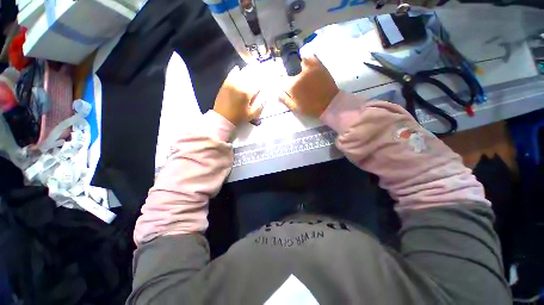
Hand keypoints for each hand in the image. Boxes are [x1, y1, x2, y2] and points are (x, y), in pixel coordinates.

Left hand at [213, 65, 263, 125]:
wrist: (223, 118)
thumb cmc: (239, 117)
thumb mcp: (252, 114)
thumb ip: (260, 105)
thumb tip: (265, 97)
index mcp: (247, 93)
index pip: (258, 83)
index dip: (264, 79)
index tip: (268, 77)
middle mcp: (239, 85)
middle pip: (250, 75)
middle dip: (257, 72)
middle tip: (261, 70)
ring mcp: (231, 83)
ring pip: (241, 73)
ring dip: (247, 70)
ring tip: (252, 68)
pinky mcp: (225, 84)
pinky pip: (231, 74)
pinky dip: (235, 71)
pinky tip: (238, 68)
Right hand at [280, 55, 338, 117]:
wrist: (329, 104)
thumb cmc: (310, 108)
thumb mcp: (295, 107)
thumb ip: (285, 100)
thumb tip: (277, 94)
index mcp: (292, 86)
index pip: (282, 80)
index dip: (283, 83)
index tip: (286, 86)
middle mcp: (299, 74)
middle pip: (290, 70)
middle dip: (291, 74)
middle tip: (296, 81)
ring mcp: (310, 68)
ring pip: (300, 60)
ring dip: (299, 65)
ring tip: (301, 70)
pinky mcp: (319, 65)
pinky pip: (312, 56)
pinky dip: (309, 58)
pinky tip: (309, 63)